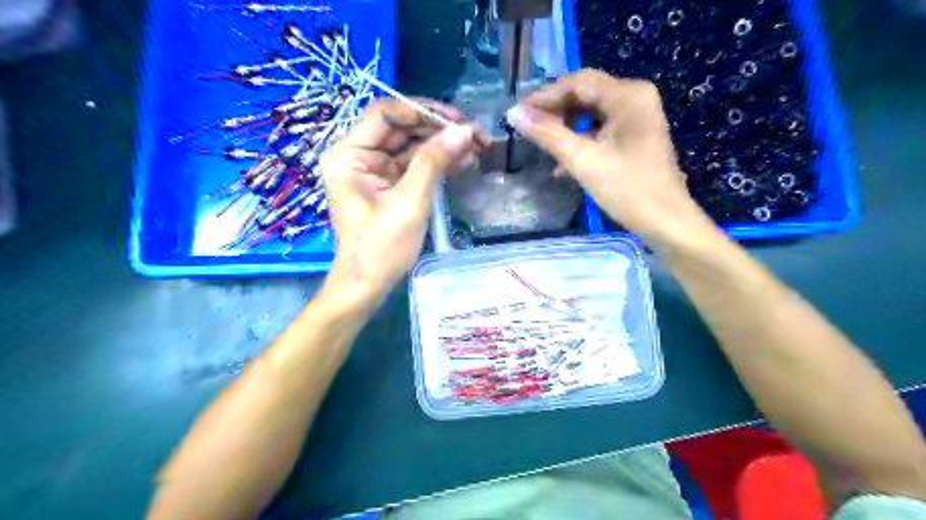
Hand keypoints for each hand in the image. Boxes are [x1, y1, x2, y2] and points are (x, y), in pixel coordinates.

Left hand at [319, 97, 477, 311]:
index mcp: (349, 155)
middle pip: (401, 128)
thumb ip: (434, 162)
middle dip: (439, 130)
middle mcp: (358, 156)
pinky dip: (437, 163)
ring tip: (478, 148)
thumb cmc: (381, 248)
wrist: (367, 285)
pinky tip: (463, 162)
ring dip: (443, 146)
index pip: (385, 114)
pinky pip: (413, 165)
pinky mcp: (387, 185)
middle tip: (476, 134)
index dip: (422, 111)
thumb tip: (465, 130)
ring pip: (411, 146)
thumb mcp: (410, 203)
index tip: (457, 120)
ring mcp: (374, 171)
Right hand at [506, 68, 715, 249]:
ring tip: (544, 146)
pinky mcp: (635, 133)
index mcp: (627, 95)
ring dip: (566, 126)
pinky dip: (581, 139)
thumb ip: (547, 134)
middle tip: (528, 128)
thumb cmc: (627, 190)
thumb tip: (513, 114)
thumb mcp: (582, 161)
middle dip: (555, 111)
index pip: (577, 82)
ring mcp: (637, 115)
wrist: (666, 221)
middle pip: (585, 93)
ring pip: (591, 111)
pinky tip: (562, 163)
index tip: (517, 113)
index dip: (544, 96)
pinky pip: (601, 127)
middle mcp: (635, 96)